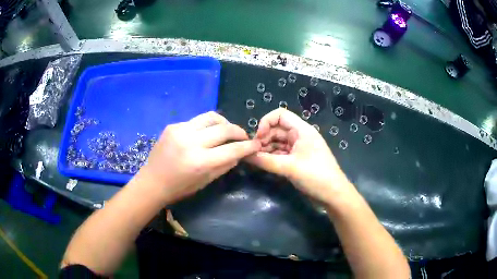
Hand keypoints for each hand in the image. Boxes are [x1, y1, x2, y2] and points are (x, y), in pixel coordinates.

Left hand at [137, 111, 260, 203]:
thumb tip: (239, 153)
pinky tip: (205, 134)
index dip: (248, 146)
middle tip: (243, 136)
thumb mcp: (205, 182)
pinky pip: (196, 121)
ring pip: (211, 117)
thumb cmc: (179, 188)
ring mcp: (180, 131)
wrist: (152, 181)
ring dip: (224, 123)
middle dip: (239, 131)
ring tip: (227, 131)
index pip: (232, 149)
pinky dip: (206, 127)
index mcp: (200, 162)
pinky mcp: (173, 126)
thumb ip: (224, 166)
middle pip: (224, 129)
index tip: (256, 144)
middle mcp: (191, 142)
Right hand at [245, 108, 353, 205]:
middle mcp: (300, 136)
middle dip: (263, 138)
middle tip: (252, 152)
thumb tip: (244, 155)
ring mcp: (299, 148)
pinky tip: (263, 164)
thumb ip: (265, 161)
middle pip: (277, 129)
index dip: (266, 122)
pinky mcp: (298, 160)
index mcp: (302, 130)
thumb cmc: (315, 176)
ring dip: (266, 149)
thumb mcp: (289, 167)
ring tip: (255, 159)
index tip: (257, 138)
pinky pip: (281, 154)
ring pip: (278, 142)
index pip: (280, 115)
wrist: (333, 195)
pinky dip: (272, 157)